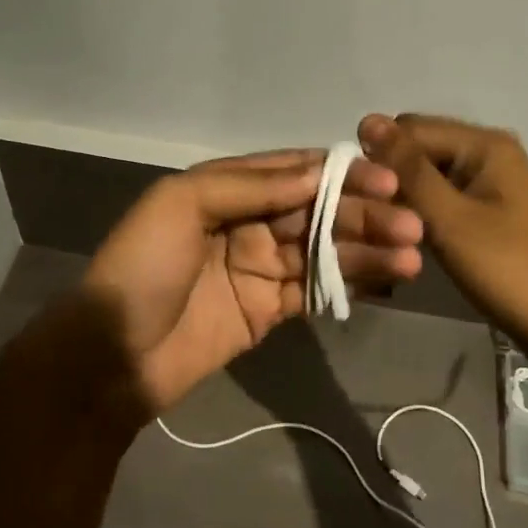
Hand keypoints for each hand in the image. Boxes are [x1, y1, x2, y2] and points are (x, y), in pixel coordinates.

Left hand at [83, 150, 424, 412]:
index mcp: (224, 188)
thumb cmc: (143, 268)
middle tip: (412, 225)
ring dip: (367, 250)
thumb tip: (316, 172)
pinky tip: (388, 279)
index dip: (340, 173)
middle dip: (364, 215)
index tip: (386, 180)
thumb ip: (249, 185)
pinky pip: (316, 290)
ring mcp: (260, 268)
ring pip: (324, 251)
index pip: (293, 171)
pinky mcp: (269, 310)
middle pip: (316, 211)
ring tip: (413, 255)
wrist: (114, 356)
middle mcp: (247, 222)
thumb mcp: (182, 204)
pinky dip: (351, 284)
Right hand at [358, 114, 527, 367]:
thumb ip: (408, 170)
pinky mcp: (487, 205)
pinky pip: (442, 193)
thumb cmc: (506, 268)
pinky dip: (423, 209)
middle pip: (419, 147)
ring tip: (389, 229)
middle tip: (375, 217)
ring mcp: (489, 179)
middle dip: (391, 175)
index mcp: (483, 143)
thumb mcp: (449, 218)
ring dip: (405, 195)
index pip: (409, 128)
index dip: (380, 157)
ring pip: (427, 173)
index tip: (361, 197)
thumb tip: (367, 120)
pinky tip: (411, 235)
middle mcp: (487, 150)